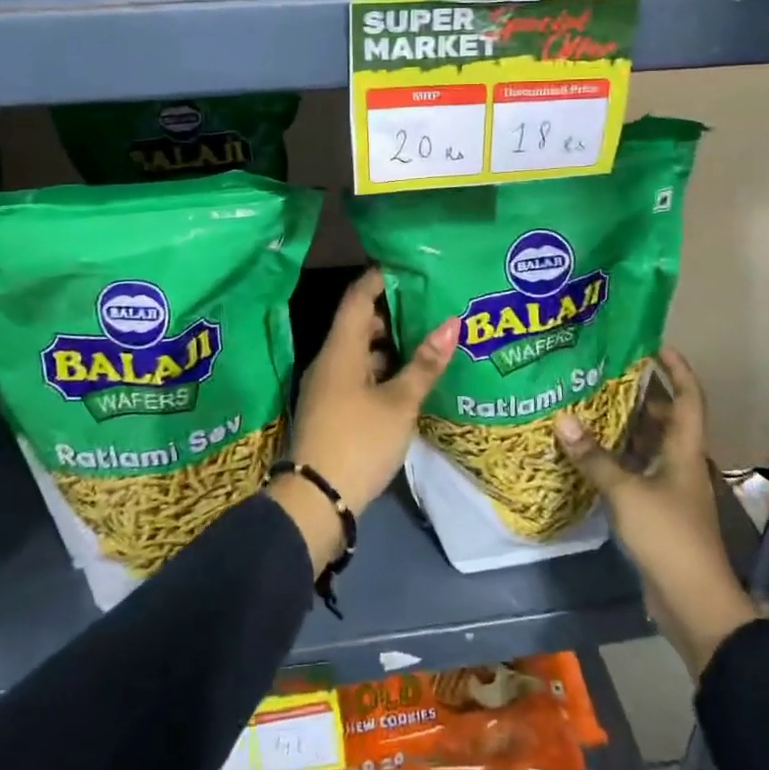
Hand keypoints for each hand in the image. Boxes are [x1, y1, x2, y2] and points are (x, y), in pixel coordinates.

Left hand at [270, 267, 458, 572]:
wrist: (316, 500)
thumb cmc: (359, 441)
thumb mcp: (399, 403)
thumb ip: (425, 363)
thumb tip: (452, 322)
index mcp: (340, 349)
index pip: (357, 298)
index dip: (380, 279)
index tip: (409, 269)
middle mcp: (328, 361)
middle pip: (357, 324)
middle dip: (391, 314)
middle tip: (429, 306)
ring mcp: (326, 387)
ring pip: (358, 352)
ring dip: (388, 345)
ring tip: (425, 341)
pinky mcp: (331, 409)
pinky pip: (356, 375)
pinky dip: (380, 370)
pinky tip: (407, 380)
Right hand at [555, 346, 756, 679]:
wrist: (694, 603)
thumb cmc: (668, 537)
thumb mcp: (626, 493)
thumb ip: (594, 457)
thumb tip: (561, 418)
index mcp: (684, 450)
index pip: (689, 398)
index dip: (677, 369)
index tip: (655, 344)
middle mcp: (681, 463)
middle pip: (666, 418)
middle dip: (642, 393)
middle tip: (606, 370)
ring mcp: (671, 489)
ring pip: (649, 445)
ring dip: (626, 425)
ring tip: (591, 402)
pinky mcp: (658, 511)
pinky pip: (637, 470)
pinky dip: (618, 457)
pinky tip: (590, 451)